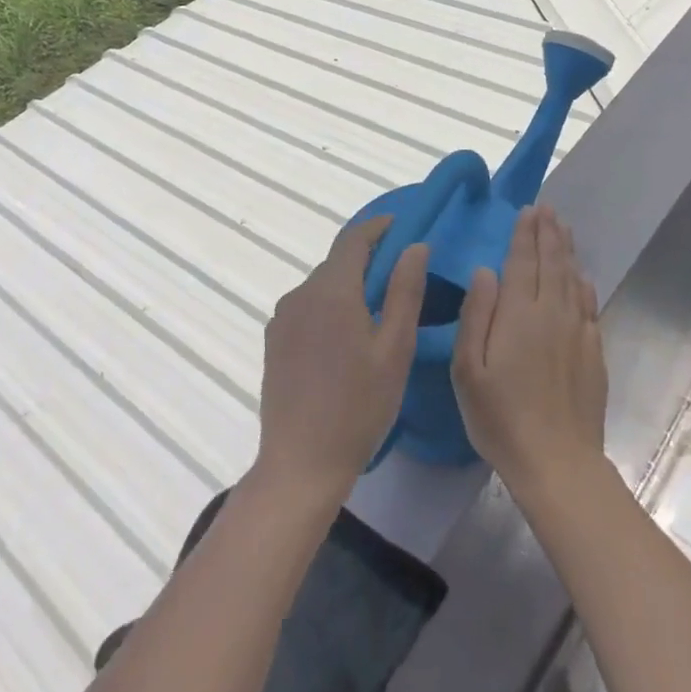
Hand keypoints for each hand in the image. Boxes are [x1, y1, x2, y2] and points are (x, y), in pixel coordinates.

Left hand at [254, 215, 425, 506]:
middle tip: (401, 277)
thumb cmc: (358, 407)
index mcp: (331, 291)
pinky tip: (346, 339)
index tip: (402, 226)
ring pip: (322, 286)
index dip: (378, 227)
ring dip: (349, 286)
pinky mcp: (274, 341)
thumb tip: (416, 246)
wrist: (300, 464)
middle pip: (337, 263)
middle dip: (368, 260)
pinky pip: (307, 308)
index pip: (354, 239)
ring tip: (378, 312)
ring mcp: (282, 319)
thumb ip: (405, 291)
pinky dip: (330, 307)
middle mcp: (300, 295)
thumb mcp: (394, 349)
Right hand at [452, 205, 606, 499]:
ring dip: (567, 250)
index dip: (525, 234)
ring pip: (573, 279)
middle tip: (547, 209)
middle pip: (553, 263)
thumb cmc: (501, 417)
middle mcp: (553, 313)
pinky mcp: (593, 352)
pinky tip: (582, 277)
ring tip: (563, 228)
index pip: (524, 261)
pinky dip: (584, 284)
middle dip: (549, 233)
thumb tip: (485, 270)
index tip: (528, 210)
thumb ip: (476, 315)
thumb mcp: (468, 370)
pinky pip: (589, 305)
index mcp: (520, 314)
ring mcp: (578, 332)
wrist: (558, 461)